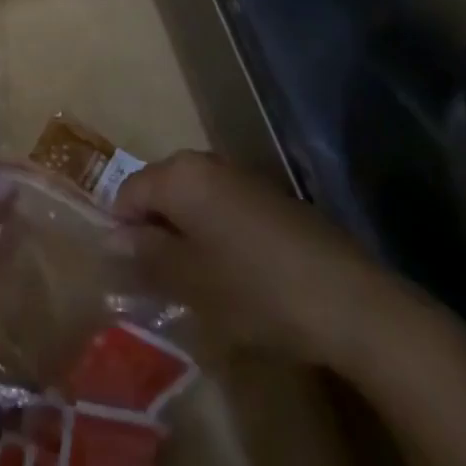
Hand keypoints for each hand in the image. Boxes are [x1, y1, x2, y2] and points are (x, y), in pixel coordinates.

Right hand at [115, 151, 415, 371]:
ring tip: (196, 283)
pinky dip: (216, 235)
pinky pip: (224, 208)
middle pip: (160, 192)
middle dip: (155, 232)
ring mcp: (242, 177)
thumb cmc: (256, 290)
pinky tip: (234, 276)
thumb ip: (146, 256)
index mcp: (180, 176)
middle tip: (161, 282)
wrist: (352, 302)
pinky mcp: (271, 198)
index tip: (131, 274)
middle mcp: (206, 163)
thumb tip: (113, 239)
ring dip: (186, 235)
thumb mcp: (190, 282)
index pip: (128, 193)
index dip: (122, 232)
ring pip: (193, 201)